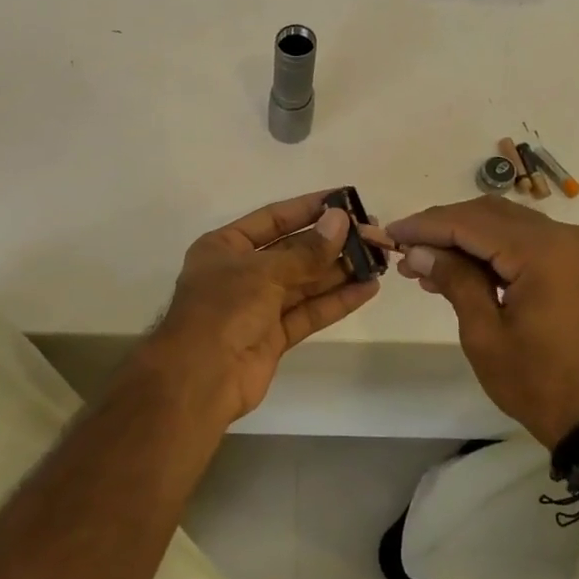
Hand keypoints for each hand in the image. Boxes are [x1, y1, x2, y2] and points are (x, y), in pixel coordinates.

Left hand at [138, 191, 380, 422]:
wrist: (199, 379)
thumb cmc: (222, 310)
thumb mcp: (263, 272)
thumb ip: (306, 251)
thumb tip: (341, 221)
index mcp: (225, 247)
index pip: (273, 219)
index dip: (308, 208)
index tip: (345, 199)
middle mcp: (241, 273)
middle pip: (293, 251)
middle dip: (331, 242)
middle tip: (372, 232)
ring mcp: (258, 306)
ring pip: (305, 283)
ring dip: (340, 271)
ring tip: (378, 258)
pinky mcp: (274, 336)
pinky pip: (309, 312)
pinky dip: (336, 301)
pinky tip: (367, 288)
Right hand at [387, 197, 578, 448]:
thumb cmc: (539, 383)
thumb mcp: (485, 335)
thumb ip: (454, 281)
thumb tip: (418, 250)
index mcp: (545, 252)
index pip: (471, 223)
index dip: (426, 226)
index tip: (391, 233)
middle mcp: (569, 236)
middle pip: (491, 214)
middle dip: (444, 228)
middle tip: (406, 250)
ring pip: (510, 224)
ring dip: (467, 237)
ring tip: (426, 264)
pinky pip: (531, 241)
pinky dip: (495, 249)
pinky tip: (463, 269)